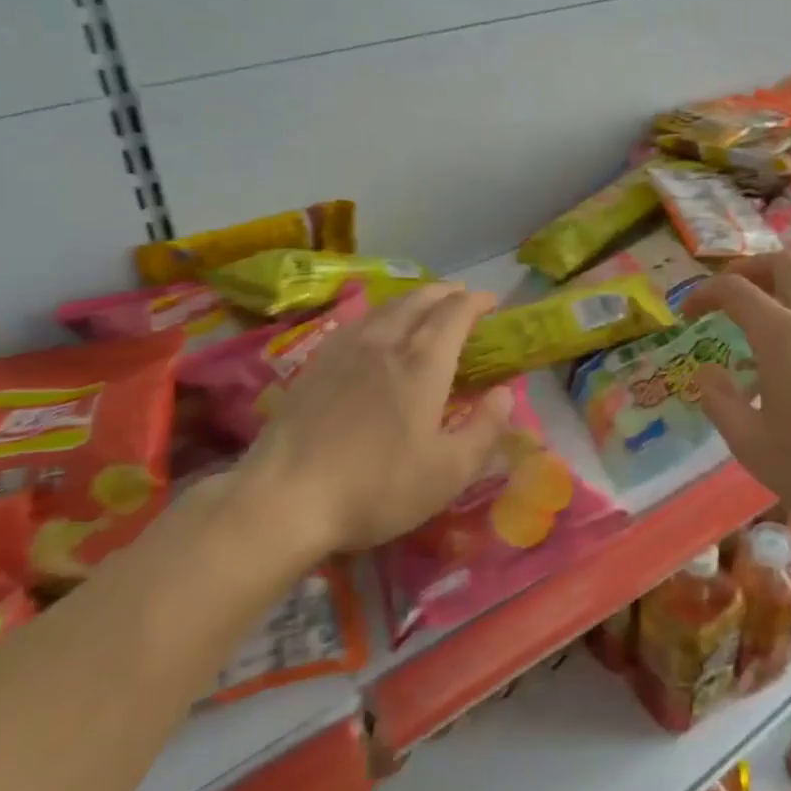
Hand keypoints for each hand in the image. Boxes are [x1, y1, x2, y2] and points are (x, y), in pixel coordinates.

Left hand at [226, 283, 514, 560]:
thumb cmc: (377, 487)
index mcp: (423, 364)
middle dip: (446, 292)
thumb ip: (485, 428)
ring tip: (425, 305)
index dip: (477, 302)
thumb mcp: (448, 472)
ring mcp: (346, 349)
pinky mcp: (316, 364)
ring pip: (386, 307)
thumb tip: (505, 392)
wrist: (285, 498)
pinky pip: (358, 322)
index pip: (455, 313)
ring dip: (413, 298)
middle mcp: (386, 342)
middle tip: (462, 296)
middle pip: (420, 300)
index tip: (492, 301)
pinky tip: (376, 329)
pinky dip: (381, 315)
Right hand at [681, 252, 790, 535]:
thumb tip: (706, 372)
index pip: (735, 289)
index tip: (690, 312)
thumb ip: (719, 401)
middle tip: (729, 294)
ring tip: (767, 303)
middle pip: (781, 262)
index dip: (704, 293)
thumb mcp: (751, 444)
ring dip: (783, 277)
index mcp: (782, 334)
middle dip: (747, 269)